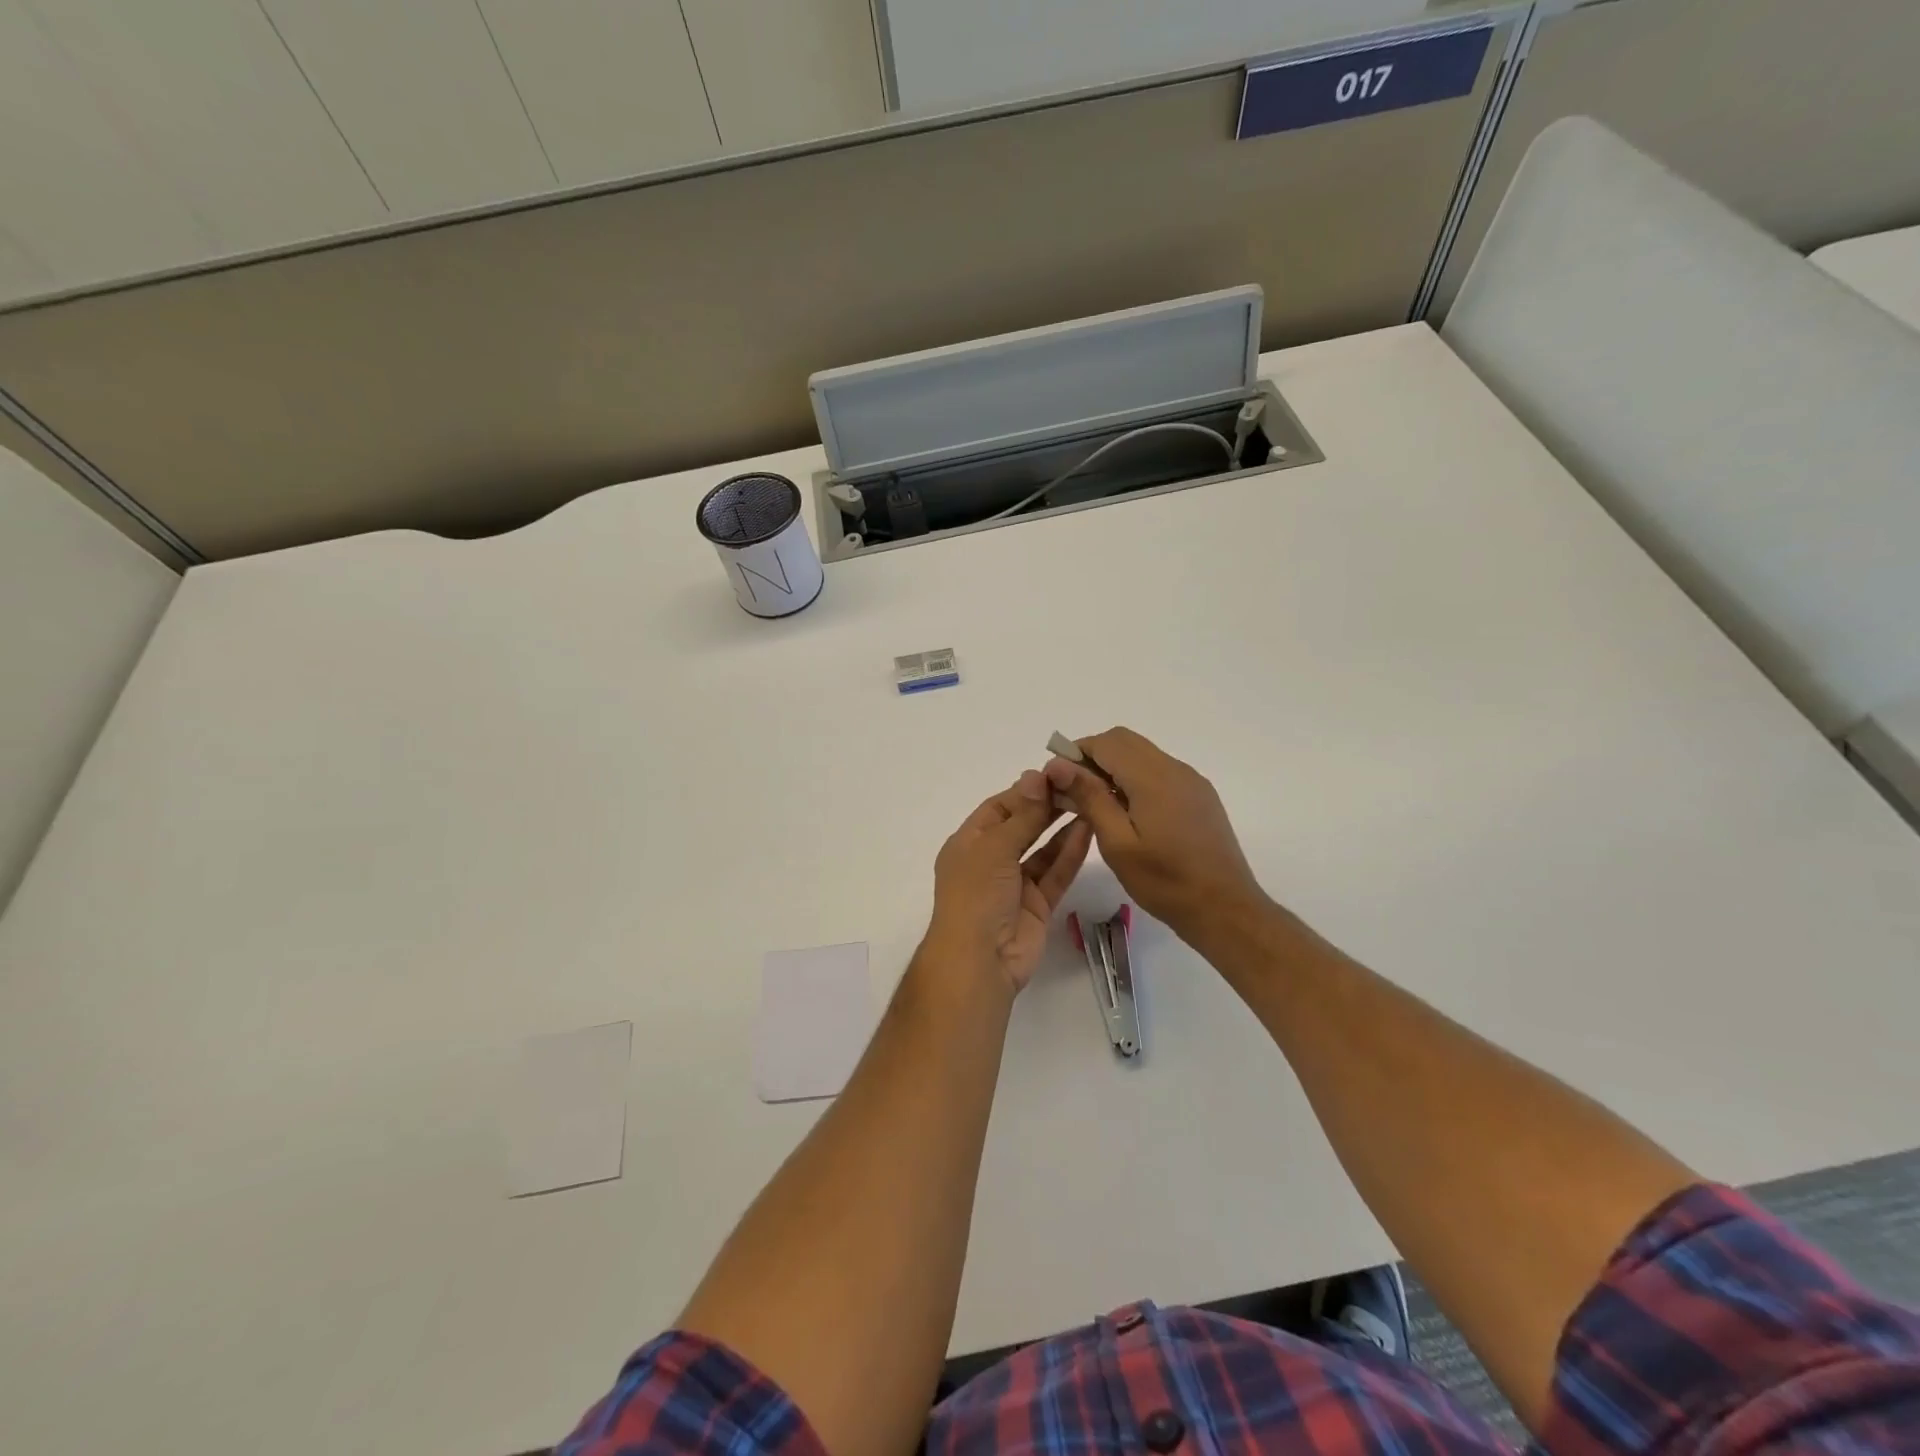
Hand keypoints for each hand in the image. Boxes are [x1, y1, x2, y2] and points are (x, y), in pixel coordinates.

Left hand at [928, 771, 1093, 994]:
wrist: (979, 961)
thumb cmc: (976, 895)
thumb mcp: (995, 847)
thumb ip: (1022, 814)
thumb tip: (1035, 776)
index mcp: (968, 844)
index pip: (998, 808)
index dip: (1025, 791)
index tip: (1055, 773)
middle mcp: (990, 861)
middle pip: (1022, 826)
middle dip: (1047, 806)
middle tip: (1078, 784)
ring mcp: (1015, 884)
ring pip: (1042, 849)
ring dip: (1062, 827)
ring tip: (1089, 801)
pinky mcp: (1038, 904)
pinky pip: (1055, 873)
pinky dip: (1070, 853)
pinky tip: (1089, 829)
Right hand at [1044, 728, 1264, 942]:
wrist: (1225, 908)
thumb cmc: (1165, 881)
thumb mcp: (1117, 843)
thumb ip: (1089, 797)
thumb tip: (1059, 764)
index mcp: (1153, 777)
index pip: (1106, 742)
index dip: (1076, 752)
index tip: (1057, 780)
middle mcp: (1175, 769)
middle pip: (1125, 742)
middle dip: (1093, 758)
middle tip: (1074, 793)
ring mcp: (1191, 781)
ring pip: (1143, 755)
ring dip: (1115, 768)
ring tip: (1097, 806)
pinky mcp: (1200, 796)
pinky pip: (1160, 772)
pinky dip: (1136, 779)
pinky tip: (1129, 815)